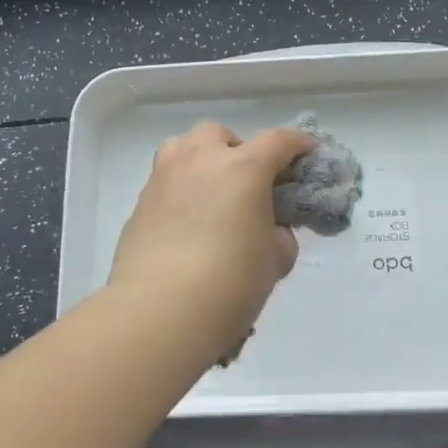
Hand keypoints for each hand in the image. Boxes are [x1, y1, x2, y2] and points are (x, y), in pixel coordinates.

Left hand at [106, 120, 315, 362]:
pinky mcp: (140, 201)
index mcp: (244, 167)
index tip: (307, 153)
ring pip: (184, 146)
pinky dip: (180, 188)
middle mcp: (202, 159)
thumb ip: (279, 236)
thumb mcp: (275, 261)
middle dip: (238, 151)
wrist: (159, 311)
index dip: (298, 144)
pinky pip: (166, 178)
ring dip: (201, 159)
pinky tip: (186, 221)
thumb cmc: (230, 283)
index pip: (279, 141)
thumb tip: (270, 231)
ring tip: (210, 191)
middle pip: (222, 135)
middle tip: (247, 183)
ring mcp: (166, 176)